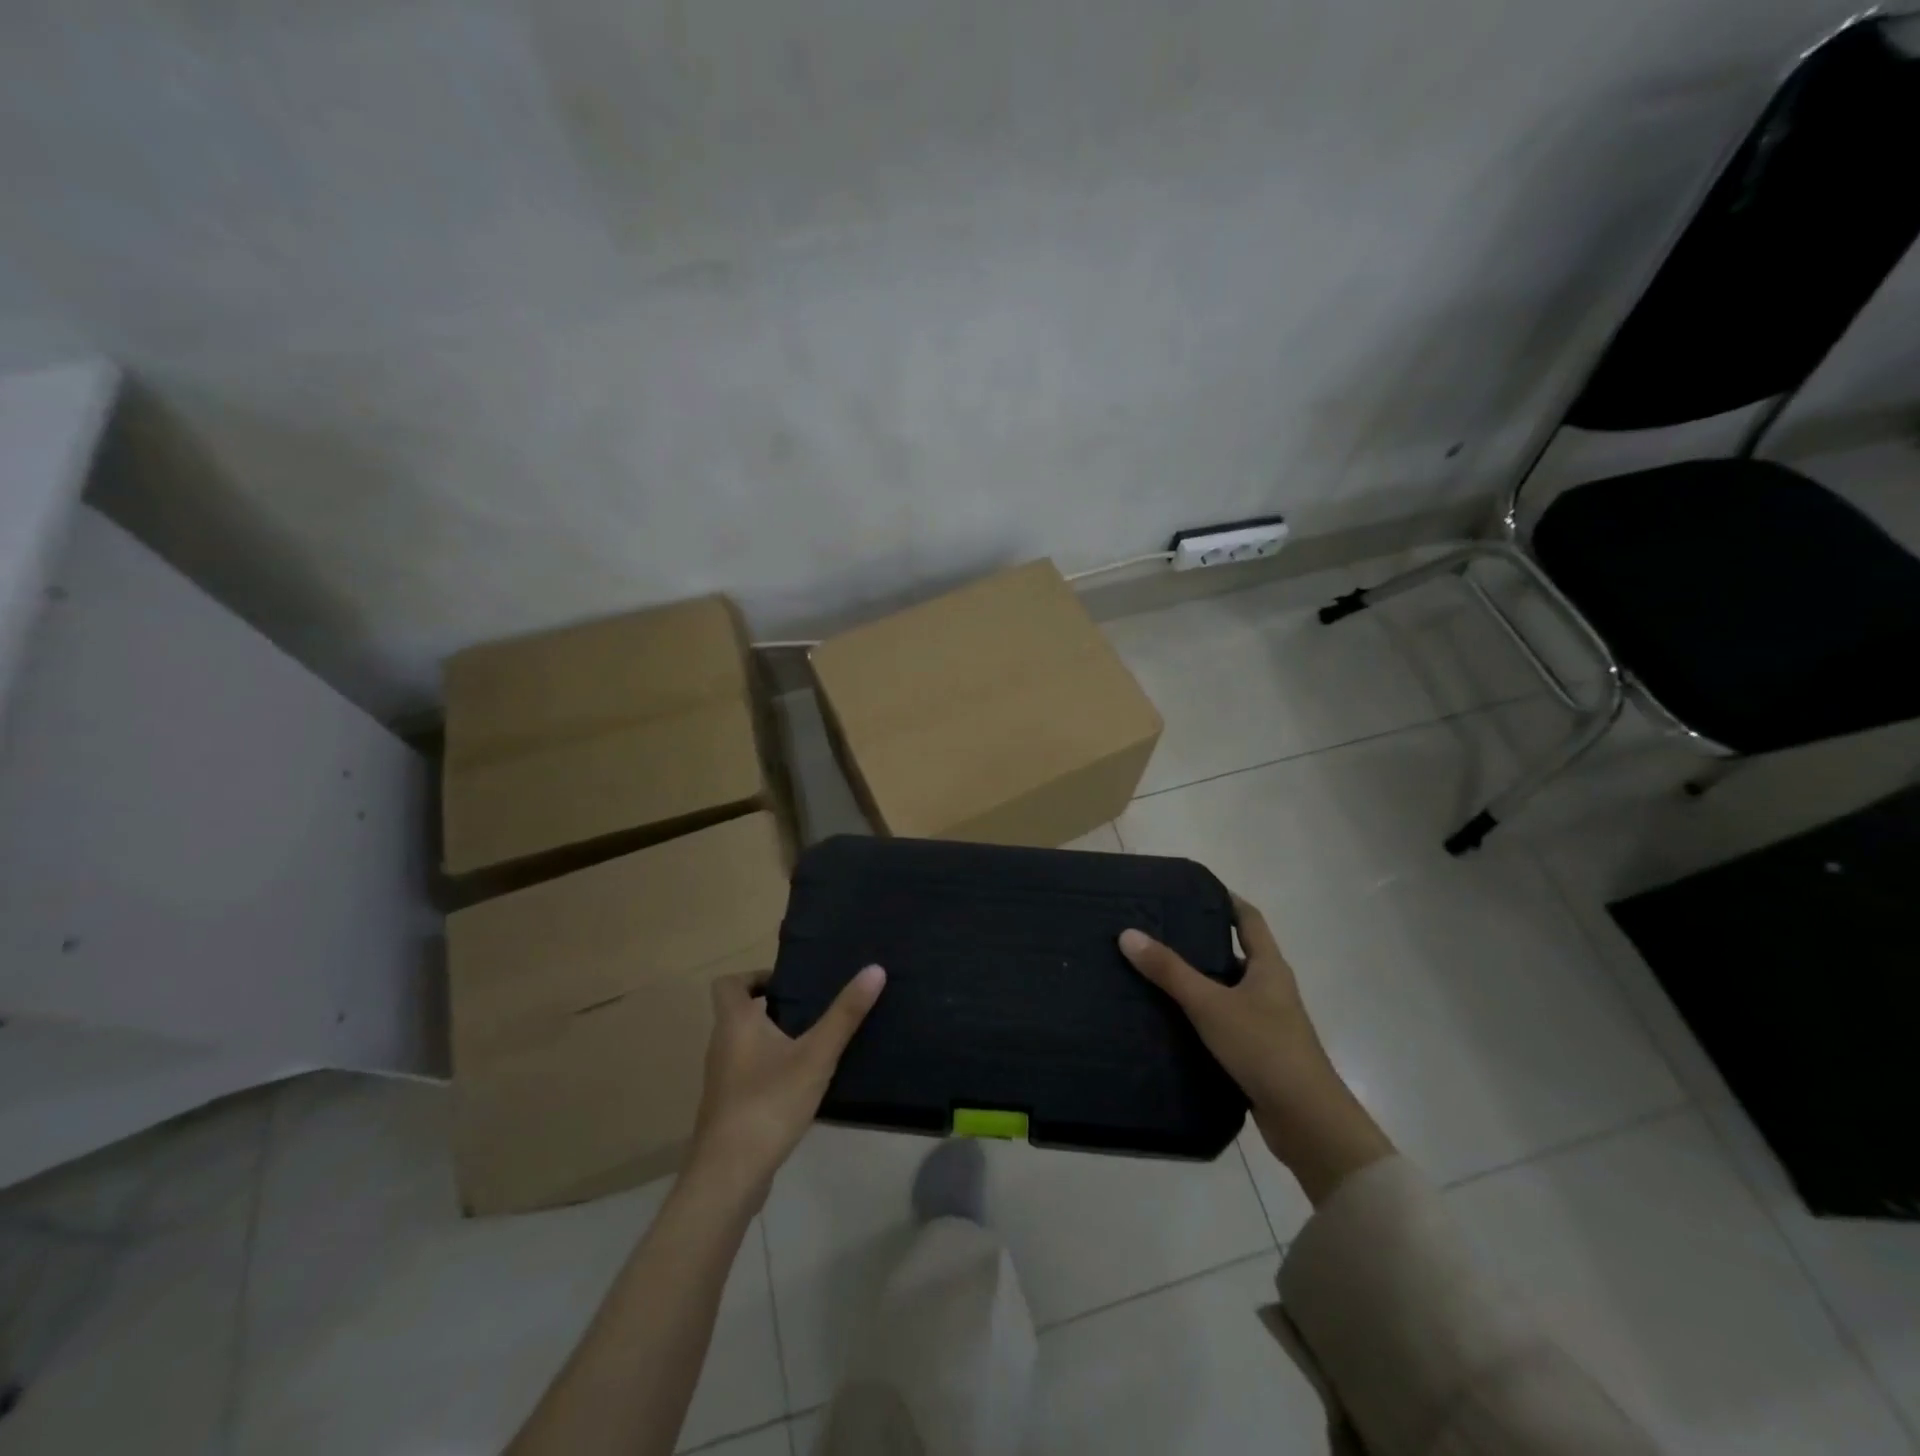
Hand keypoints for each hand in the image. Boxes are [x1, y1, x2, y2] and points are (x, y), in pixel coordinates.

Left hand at [689, 966, 886, 1199]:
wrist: (729, 1176)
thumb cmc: (769, 1102)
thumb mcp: (816, 1055)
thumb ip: (845, 1014)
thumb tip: (875, 969)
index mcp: (735, 1023)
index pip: (727, 984)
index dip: (753, 977)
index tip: (787, 984)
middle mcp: (721, 1046)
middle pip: (739, 1013)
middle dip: (773, 1008)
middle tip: (812, 1010)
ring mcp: (722, 1080)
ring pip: (745, 1045)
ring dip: (773, 1039)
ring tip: (813, 1044)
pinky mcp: (729, 1109)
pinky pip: (749, 1074)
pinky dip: (770, 1070)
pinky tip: (801, 1085)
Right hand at [1119, 894, 1391, 1204]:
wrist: (1306, 1121)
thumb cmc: (1264, 1048)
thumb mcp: (1210, 1004)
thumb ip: (1170, 971)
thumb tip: (1128, 933)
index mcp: (1269, 967)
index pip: (1248, 919)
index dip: (1226, 901)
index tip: (1193, 890)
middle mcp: (1271, 989)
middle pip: (1235, 954)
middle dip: (1200, 942)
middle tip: (1158, 930)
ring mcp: (1267, 1022)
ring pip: (1227, 990)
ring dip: (1198, 981)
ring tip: (1154, 972)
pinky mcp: (1258, 1053)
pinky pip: (1224, 1022)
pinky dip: (1200, 1015)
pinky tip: (1170, 1019)